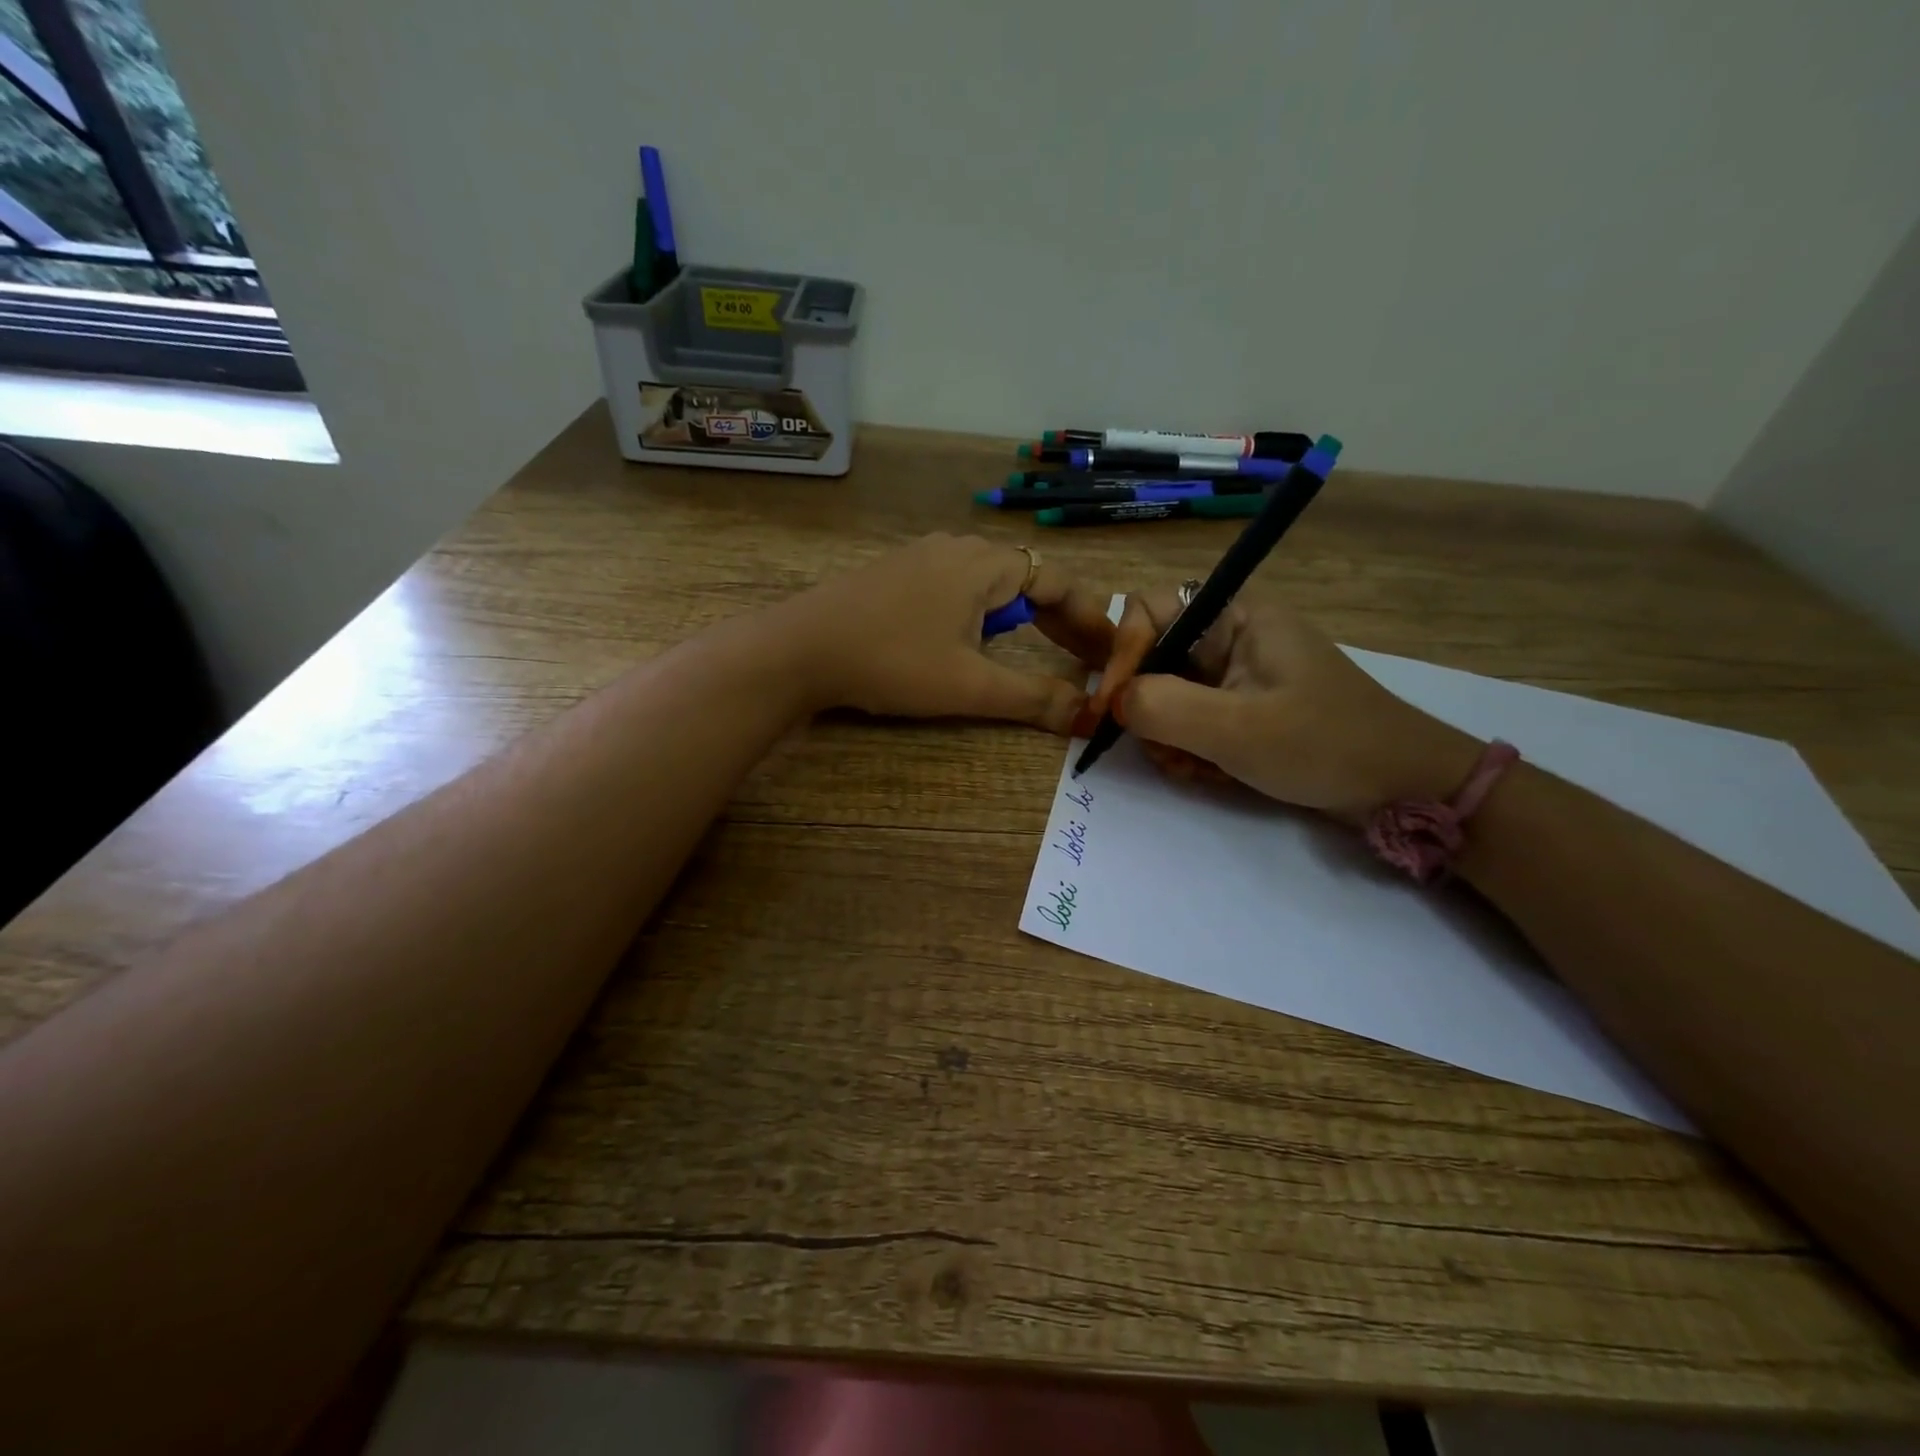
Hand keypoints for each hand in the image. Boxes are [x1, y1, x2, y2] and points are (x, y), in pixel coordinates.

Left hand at [776, 534, 1116, 732]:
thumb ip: (1032, 698)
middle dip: (1060, 619)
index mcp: (985, 564)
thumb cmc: (892, 661)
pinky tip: (973, 638)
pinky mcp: (896, 574)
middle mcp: (958, 548)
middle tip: (1084, 657)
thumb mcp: (969, 685)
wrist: (799, 649)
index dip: (1091, 619)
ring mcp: (922, 557)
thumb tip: (1087, 715)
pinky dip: (983, 613)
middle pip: (1028, 579)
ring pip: (991, 583)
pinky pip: (958, 587)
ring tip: (1038, 649)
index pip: (1059, 582)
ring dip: (1021, 616)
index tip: (1111, 653)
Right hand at [1088, 587, 1483, 819]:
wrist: (1403, 787)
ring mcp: (1237, 675)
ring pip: (1168, 695)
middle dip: (1148, 708)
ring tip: (1194, 769)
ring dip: (1168, 737)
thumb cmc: (1324, 745)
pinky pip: (1191, 720)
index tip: (1111, 709)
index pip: (1149, 611)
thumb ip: (1162, 707)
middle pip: (1154, 657)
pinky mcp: (1243, 708)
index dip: (1123, 654)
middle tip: (1162, 751)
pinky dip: (1189, 749)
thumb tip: (1112, 702)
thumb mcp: (1236, 728)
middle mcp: (1231, 637)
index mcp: (1235, 618)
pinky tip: (1210, 774)